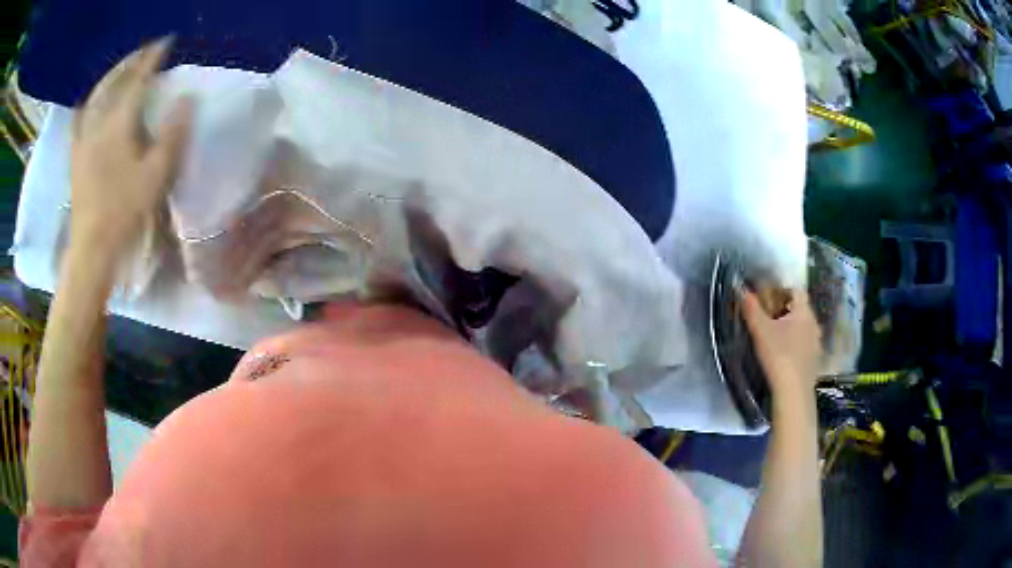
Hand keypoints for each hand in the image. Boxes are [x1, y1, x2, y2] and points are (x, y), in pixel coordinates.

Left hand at [69, 37, 192, 260]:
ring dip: (110, 76)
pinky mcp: (76, 156)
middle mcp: (99, 122)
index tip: (167, 42)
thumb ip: (172, 134)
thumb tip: (187, 98)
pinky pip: (78, 121)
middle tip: (146, 51)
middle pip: (115, 80)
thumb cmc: (125, 212)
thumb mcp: (157, 175)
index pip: (139, 78)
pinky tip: (89, 102)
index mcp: (120, 123)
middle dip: (132, 61)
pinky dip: (86, 105)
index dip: (153, 58)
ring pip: (96, 95)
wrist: (92, 247)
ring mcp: (84, 138)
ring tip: (121, 69)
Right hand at [741, 288, 821, 398]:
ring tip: (776, 338)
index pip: (796, 291)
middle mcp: (814, 323)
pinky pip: (806, 344)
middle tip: (768, 319)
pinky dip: (796, 345)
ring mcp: (817, 343)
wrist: (793, 392)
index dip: (782, 290)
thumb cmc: (778, 355)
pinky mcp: (815, 360)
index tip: (768, 299)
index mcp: (804, 312)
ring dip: (792, 329)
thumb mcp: (760, 331)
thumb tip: (742, 289)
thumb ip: (752, 309)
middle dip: (786, 311)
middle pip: (800, 309)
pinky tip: (785, 356)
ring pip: (804, 328)